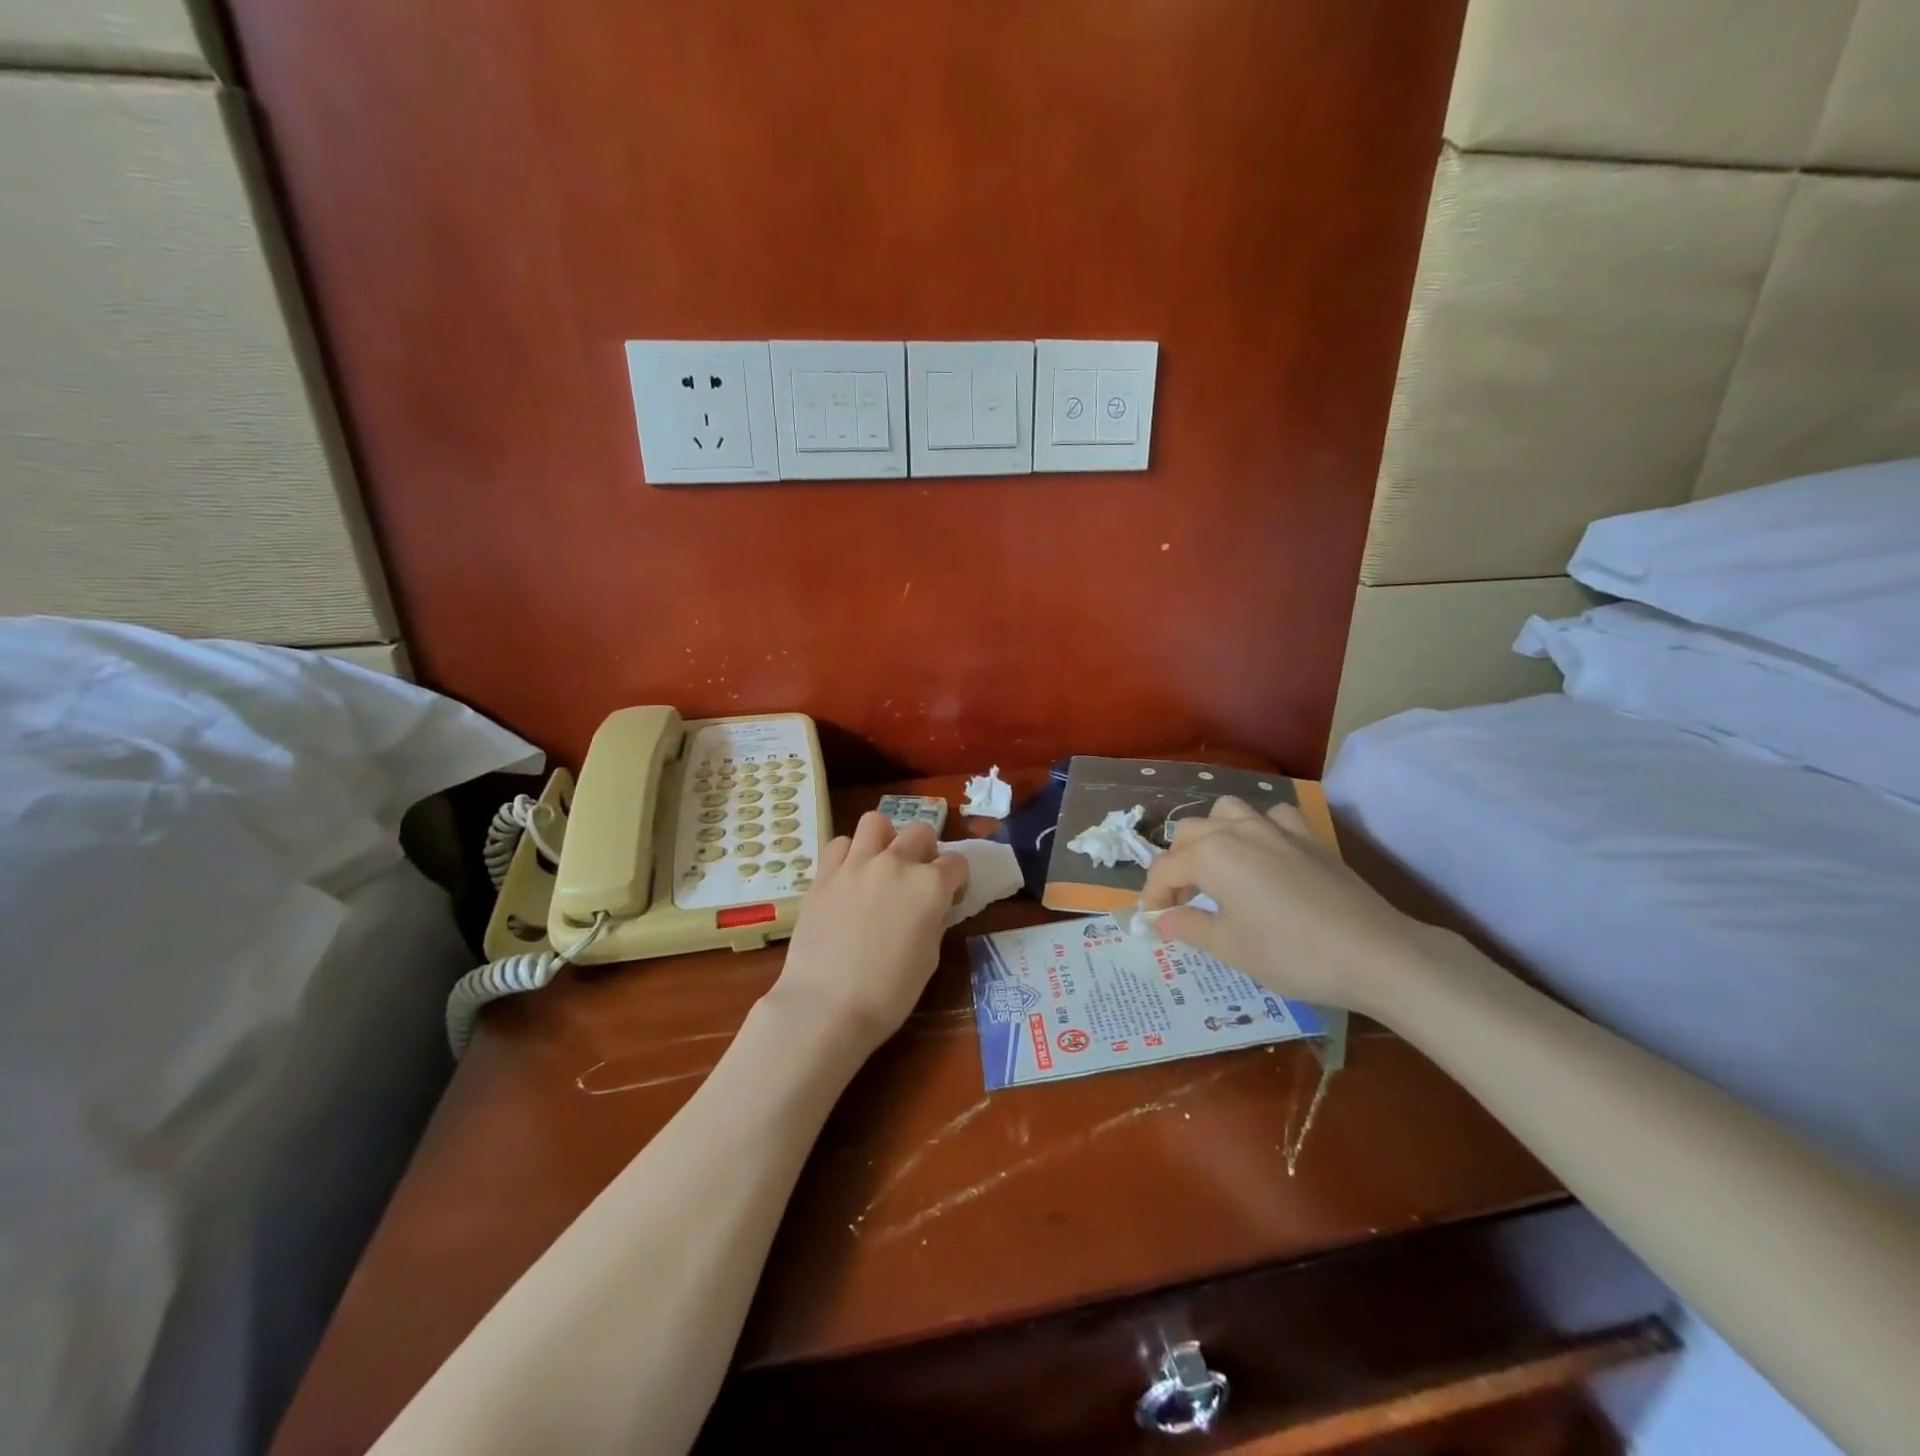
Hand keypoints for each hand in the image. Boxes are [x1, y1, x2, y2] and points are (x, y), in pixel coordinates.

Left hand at [770, 812, 969, 1056]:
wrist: (826, 1007)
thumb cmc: (888, 994)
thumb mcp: (929, 960)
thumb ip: (933, 922)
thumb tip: (930, 909)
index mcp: (930, 886)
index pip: (957, 862)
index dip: (958, 879)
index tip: (951, 896)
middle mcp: (896, 863)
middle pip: (920, 831)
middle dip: (926, 850)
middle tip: (917, 877)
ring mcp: (856, 864)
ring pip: (876, 822)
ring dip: (885, 838)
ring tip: (881, 863)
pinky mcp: (824, 874)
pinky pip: (840, 844)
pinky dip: (849, 853)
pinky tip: (849, 876)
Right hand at [1142, 797, 1434, 1014]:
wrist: (1376, 953)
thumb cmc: (1291, 953)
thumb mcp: (1230, 948)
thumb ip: (1189, 927)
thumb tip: (1161, 920)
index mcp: (1211, 855)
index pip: (1164, 869)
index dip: (1152, 895)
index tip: (1153, 920)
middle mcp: (1238, 830)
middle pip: (1189, 833)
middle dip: (1176, 863)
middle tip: (1183, 901)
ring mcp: (1277, 828)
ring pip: (1227, 811)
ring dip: (1211, 835)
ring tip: (1215, 868)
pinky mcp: (1309, 837)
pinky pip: (1272, 817)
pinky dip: (1258, 829)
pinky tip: (1264, 855)